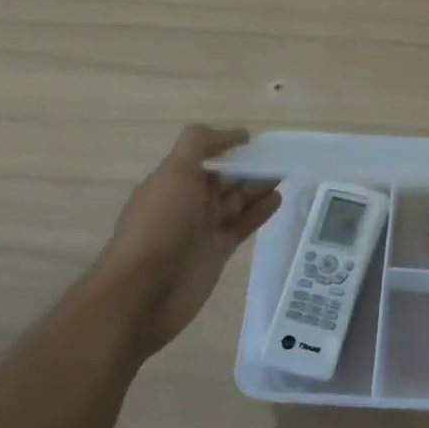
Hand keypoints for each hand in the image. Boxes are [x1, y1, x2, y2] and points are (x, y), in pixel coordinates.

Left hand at [87, 126, 280, 362]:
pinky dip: (260, 212)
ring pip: (237, 200)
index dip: (228, 145)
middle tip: (281, 158)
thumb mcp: (174, 173)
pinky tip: (277, 199)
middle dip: (249, 166)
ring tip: (285, 174)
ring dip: (259, 187)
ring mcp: (203, 228)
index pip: (204, 154)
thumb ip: (200, 145)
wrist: (143, 294)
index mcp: (173, 180)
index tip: (255, 140)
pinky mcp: (218, 251)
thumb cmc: (158, 227)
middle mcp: (188, 201)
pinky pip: (243, 225)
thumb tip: (237, 133)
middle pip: (225, 177)